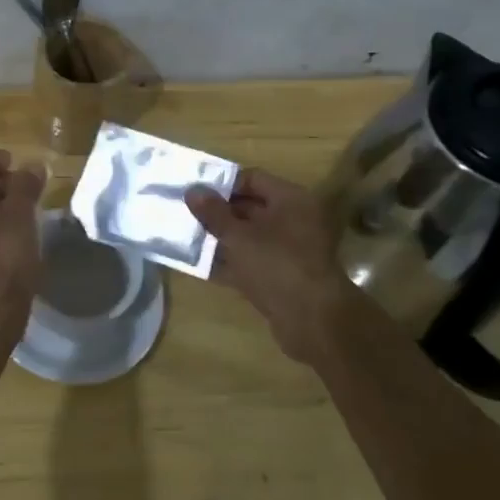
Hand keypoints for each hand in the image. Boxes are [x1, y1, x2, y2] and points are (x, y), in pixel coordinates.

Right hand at [186, 169, 351, 366]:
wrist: (312, 320)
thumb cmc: (276, 264)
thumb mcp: (238, 235)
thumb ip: (213, 213)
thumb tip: (192, 190)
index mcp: (292, 200)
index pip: (253, 179)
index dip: (223, 184)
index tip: (196, 192)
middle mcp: (295, 220)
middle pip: (251, 208)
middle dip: (219, 212)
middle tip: (187, 214)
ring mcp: (290, 250)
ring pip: (249, 237)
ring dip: (221, 238)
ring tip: (187, 237)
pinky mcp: (282, 276)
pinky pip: (251, 261)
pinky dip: (230, 262)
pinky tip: (200, 265)